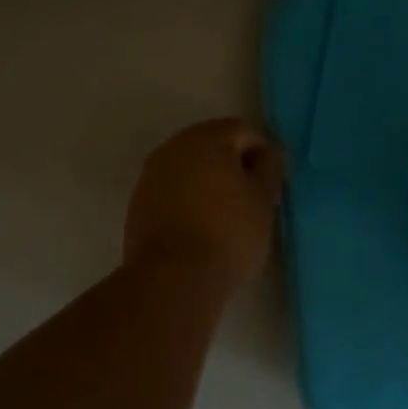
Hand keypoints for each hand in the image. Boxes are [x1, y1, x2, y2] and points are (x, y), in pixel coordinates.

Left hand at [124, 118, 283, 291]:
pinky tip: (200, 228)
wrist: (173, 278)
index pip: (242, 130)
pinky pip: (171, 190)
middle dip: (233, 165)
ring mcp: (150, 175)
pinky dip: (188, 200)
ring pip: (189, 168)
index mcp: (205, 138)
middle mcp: (172, 148)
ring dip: (208, 183)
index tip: (270, 184)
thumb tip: (268, 154)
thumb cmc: (228, 232)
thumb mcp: (263, 199)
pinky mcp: (138, 203)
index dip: (262, 153)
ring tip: (226, 216)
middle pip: (211, 145)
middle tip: (251, 199)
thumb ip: (269, 168)